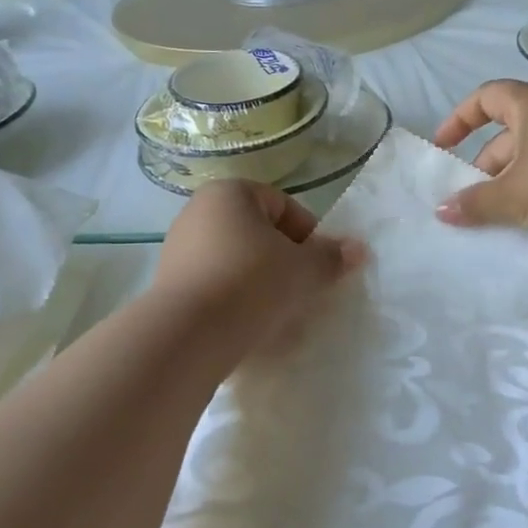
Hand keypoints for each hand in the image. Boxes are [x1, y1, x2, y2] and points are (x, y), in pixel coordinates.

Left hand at [153, 179, 365, 349]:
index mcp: (230, 193)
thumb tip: (358, 248)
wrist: (188, 334)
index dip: (309, 236)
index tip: (319, 267)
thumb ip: (331, 257)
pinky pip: (214, 285)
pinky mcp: (168, 284)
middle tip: (302, 290)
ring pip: (236, 261)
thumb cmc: (252, 283)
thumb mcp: (304, 269)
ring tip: (277, 312)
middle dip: (284, 260)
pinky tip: (248, 324)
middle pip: (258, 233)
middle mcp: (198, 212)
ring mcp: (178, 249)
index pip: (284, 206)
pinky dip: (234, 299)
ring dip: (260, 282)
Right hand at [431, 80, 527, 247]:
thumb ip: (474, 202)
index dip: (459, 119)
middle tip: (470, 194)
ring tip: (496, 210)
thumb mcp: (513, 196)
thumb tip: (441, 211)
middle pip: (508, 127)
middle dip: (484, 160)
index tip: (443, 148)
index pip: (486, 96)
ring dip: (509, 175)